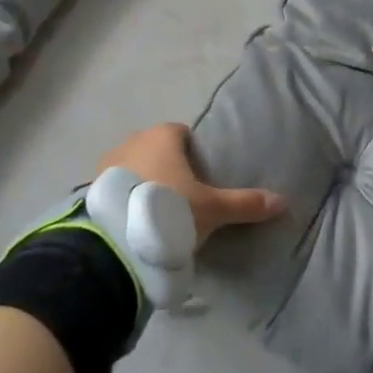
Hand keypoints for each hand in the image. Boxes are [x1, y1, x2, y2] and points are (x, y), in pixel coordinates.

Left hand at [95, 123, 283, 245]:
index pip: (182, 134)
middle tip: (181, 200)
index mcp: (163, 135)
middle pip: (156, 149)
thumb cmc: (169, 208)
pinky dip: (122, 198)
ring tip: (155, 214)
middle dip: (166, 168)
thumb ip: (245, 203)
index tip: (200, 181)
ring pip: (132, 167)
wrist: (115, 239)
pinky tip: (132, 222)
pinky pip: (113, 187)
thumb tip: (283, 202)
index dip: (193, 155)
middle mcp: (132, 140)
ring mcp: (106, 163)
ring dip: (141, 183)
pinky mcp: (89, 187)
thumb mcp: (213, 210)